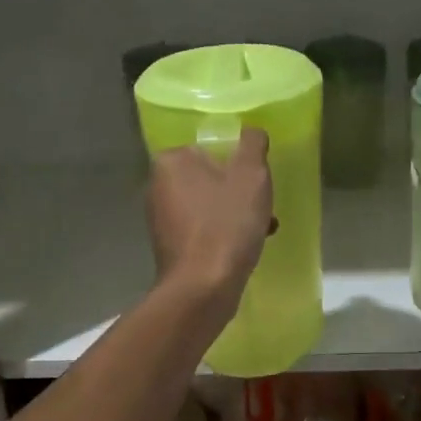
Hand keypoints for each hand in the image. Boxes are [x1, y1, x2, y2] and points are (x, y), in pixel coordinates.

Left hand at [148, 128, 273, 314]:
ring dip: (236, 214)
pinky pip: (203, 229)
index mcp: (171, 161)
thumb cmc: (226, 224)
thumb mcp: (251, 175)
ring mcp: (160, 219)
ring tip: (262, 229)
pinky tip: (244, 249)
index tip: (258, 182)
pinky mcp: (169, 246)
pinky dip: (224, 234)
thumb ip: (252, 144)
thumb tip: (252, 132)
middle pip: (211, 177)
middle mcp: (157, 186)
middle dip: (240, 191)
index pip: (211, 148)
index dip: (239, 163)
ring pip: (209, 205)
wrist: (202, 288)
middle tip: (264, 207)